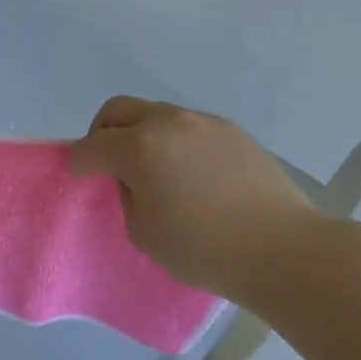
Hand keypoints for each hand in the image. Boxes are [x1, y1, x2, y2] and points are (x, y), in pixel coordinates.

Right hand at [69, 96, 324, 296]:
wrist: (283, 249)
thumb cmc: (205, 249)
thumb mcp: (145, 233)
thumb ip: (128, 196)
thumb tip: (134, 179)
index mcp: (139, 147)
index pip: (91, 146)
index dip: (77, 161)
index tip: (77, 174)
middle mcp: (167, 122)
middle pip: (117, 110)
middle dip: (101, 132)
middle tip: (107, 162)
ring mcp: (202, 122)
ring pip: (154, 113)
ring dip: (140, 134)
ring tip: (152, 169)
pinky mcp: (231, 130)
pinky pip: (187, 126)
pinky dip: (173, 140)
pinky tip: (189, 172)